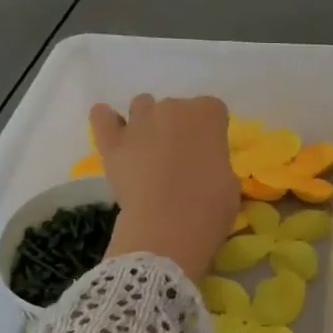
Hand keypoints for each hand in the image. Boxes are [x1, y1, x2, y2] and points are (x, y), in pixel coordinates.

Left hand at [92, 95, 239, 280]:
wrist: (169, 227)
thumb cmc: (210, 206)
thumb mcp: (230, 182)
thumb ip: (216, 162)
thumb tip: (204, 166)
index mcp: (208, 114)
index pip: (212, 109)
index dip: (211, 131)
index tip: (209, 152)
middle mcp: (173, 107)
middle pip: (177, 107)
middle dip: (179, 127)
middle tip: (180, 159)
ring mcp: (140, 121)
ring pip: (142, 106)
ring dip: (147, 122)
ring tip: (149, 149)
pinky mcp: (112, 141)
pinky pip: (102, 117)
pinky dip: (106, 119)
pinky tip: (111, 128)